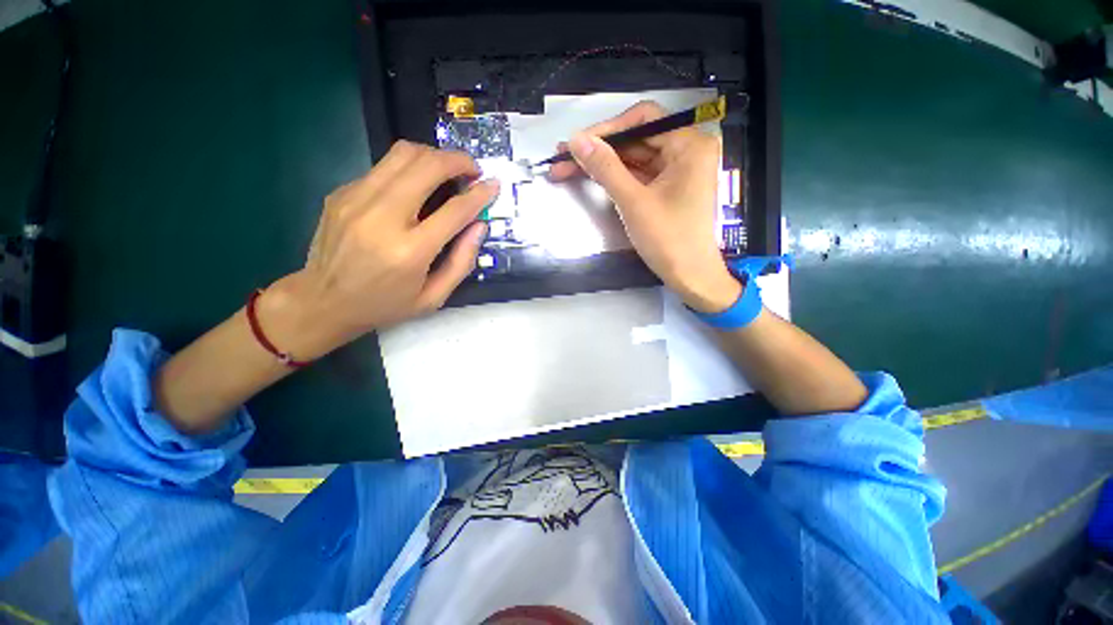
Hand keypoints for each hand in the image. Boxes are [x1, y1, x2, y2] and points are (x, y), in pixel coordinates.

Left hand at [259, 141, 497, 360]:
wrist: (322, 302)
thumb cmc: (385, 305)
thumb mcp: (434, 297)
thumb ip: (462, 262)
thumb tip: (479, 226)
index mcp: (410, 251)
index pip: (454, 210)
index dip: (480, 194)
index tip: (494, 184)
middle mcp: (382, 217)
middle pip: (427, 166)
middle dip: (458, 161)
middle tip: (473, 169)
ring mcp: (356, 199)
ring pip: (403, 154)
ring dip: (433, 156)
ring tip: (447, 170)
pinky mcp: (342, 192)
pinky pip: (384, 167)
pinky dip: (409, 169)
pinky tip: (415, 187)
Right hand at [548, 101, 739, 313]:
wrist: (689, 277)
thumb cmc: (668, 240)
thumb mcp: (633, 202)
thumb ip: (605, 168)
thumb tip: (576, 140)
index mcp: (689, 145)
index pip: (643, 120)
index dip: (606, 129)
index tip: (576, 143)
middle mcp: (686, 150)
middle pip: (635, 140)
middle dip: (599, 150)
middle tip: (563, 157)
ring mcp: (676, 170)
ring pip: (633, 158)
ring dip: (602, 165)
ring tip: (566, 169)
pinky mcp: (666, 188)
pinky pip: (637, 175)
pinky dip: (615, 178)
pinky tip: (590, 177)